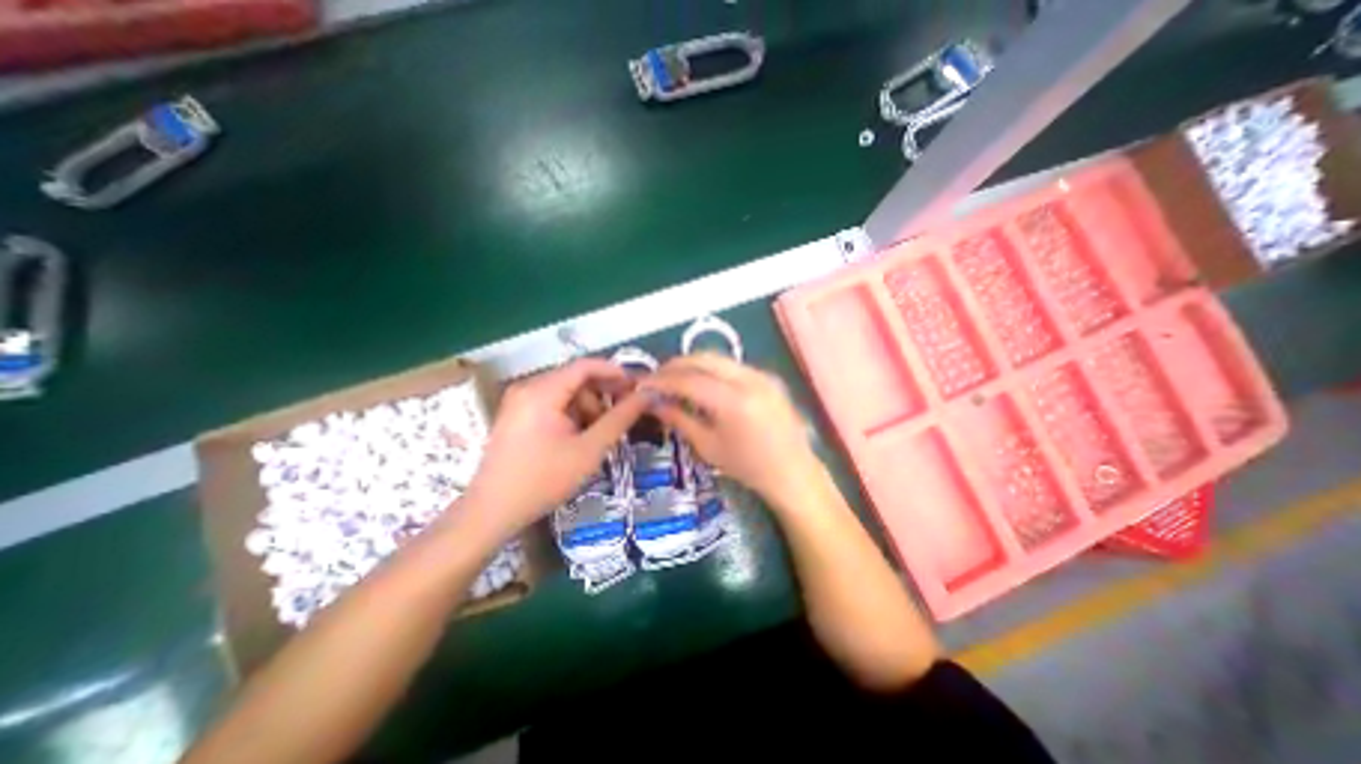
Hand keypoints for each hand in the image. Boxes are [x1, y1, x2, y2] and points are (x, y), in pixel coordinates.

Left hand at [457, 361, 646, 540]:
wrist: (493, 512)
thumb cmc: (544, 480)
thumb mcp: (589, 449)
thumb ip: (620, 418)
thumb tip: (648, 395)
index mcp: (541, 391)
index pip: (585, 366)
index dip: (615, 372)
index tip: (639, 387)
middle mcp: (527, 388)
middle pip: (575, 378)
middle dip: (603, 393)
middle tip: (626, 412)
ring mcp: (519, 401)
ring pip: (565, 392)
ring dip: (588, 406)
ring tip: (601, 432)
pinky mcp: (517, 415)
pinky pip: (552, 403)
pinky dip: (572, 414)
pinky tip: (580, 436)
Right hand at [643, 355, 824, 510]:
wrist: (793, 473)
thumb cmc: (748, 467)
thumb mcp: (708, 447)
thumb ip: (679, 419)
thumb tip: (654, 402)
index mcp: (734, 402)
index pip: (689, 380)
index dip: (662, 380)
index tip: (643, 385)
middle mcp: (750, 379)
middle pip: (703, 358)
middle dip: (675, 364)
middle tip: (657, 377)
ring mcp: (762, 374)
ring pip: (718, 358)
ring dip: (693, 364)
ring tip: (674, 379)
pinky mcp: (768, 376)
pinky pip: (731, 365)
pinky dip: (711, 369)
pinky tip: (701, 383)